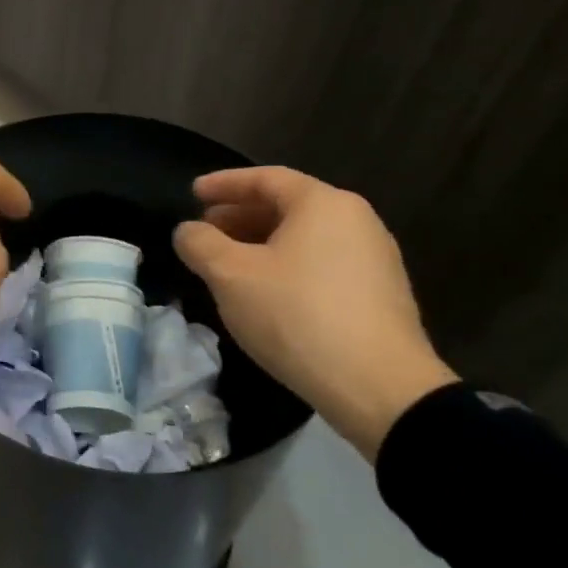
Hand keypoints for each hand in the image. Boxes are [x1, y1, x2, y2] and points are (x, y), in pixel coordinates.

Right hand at [173, 167, 456, 460]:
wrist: (380, 388)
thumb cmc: (297, 315)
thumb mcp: (231, 276)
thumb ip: (200, 244)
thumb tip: (188, 231)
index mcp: (323, 204)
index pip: (266, 179)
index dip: (224, 183)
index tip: (192, 194)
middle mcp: (356, 221)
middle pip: (287, 206)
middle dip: (240, 216)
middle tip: (205, 231)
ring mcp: (374, 259)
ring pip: (304, 238)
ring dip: (260, 243)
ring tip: (227, 264)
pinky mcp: (379, 295)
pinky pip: (321, 264)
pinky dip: (286, 266)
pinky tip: (264, 293)